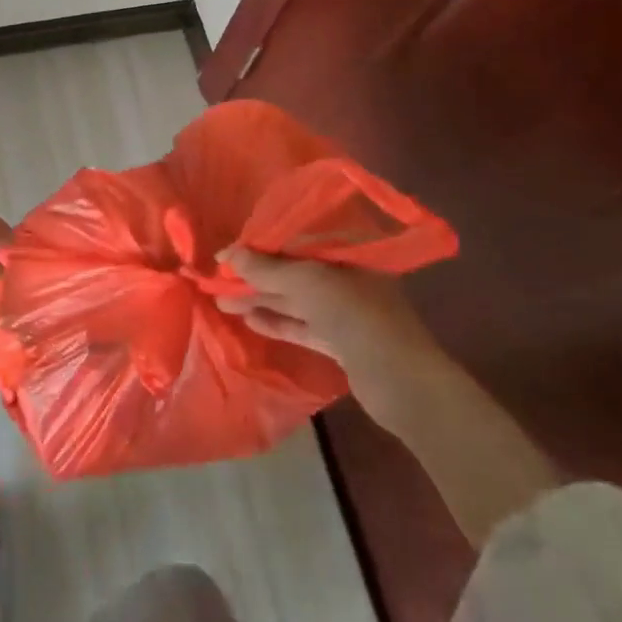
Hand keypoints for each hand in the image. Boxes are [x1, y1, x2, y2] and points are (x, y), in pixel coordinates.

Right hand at [215, 248, 447, 419]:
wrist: (403, 384)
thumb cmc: (357, 316)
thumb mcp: (307, 283)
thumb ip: (266, 269)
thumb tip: (227, 254)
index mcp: (348, 252)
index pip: (296, 238)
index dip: (260, 243)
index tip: (228, 252)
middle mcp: (347, 276)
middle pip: (293, 269)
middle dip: (255, 274)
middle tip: (217, 278)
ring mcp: (345, 310)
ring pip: (295, 299)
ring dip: (259, 298)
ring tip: (221, 300)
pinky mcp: (341, 341)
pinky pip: (302, 325)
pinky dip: (276, 321)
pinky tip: (249, 320)